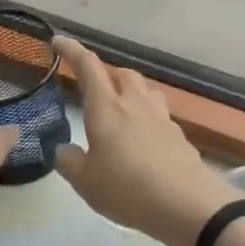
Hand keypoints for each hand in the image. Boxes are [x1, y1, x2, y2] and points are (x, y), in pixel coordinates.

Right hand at [52, 36, 241, 245]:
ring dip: (131, 91)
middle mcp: (134, 104)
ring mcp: (161, 118)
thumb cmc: (126, 188)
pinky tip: (144, 139)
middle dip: (107, 74)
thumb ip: (70, 161)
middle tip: (95, 89)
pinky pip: (160, 115)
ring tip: (123, 109)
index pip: (88, 67)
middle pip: (122, 74)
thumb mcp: (85, 181)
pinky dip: (148, 118)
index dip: (72, 51)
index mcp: (106, 109)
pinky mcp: (179, 136)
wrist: (185, 204)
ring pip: (145, 90)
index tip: (59, 41)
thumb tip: (64, 150)